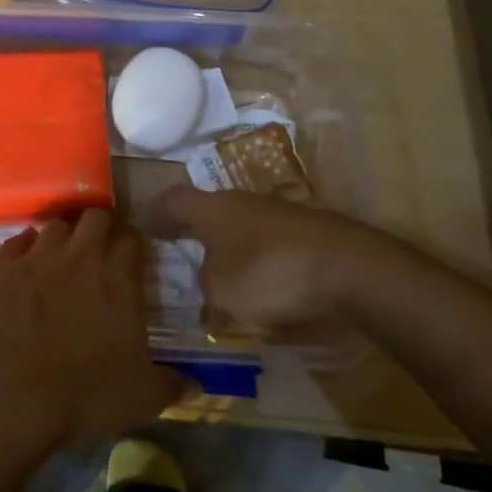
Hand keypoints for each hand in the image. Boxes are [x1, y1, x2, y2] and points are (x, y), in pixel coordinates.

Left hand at [0, 210, 187, 448]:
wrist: (9, 395)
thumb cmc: (83, 394)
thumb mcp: (141, 398)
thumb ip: (170, 385)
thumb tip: (194, 385)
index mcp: (118, 278)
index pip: (132, 237)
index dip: (132, 243)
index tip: (131, 256)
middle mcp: (79, 255)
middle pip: (94, 216)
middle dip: (99, 227)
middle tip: (97, 251)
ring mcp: (36, 256)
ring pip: (54, 225)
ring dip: (60, 238)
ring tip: (58, 259)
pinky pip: (15, 243)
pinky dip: (21, 251)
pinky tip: (21, 269)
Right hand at [137, 186, 385, 329]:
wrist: (348, 267)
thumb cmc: (270, 273)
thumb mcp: (221, 292)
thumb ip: (205, 286)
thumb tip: (209, 282)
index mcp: (211, 209)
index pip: (172, 199)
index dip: (156, 213)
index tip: (144, 227)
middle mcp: (240, 201)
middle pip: (207, 209)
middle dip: (192, 229)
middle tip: (178, 251)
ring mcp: (276, 212)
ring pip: (239, 224)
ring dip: (226, 244)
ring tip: (219, 272)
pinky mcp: (305, 231)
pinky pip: (267, 241)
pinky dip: (256, 257)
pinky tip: (261, 283)